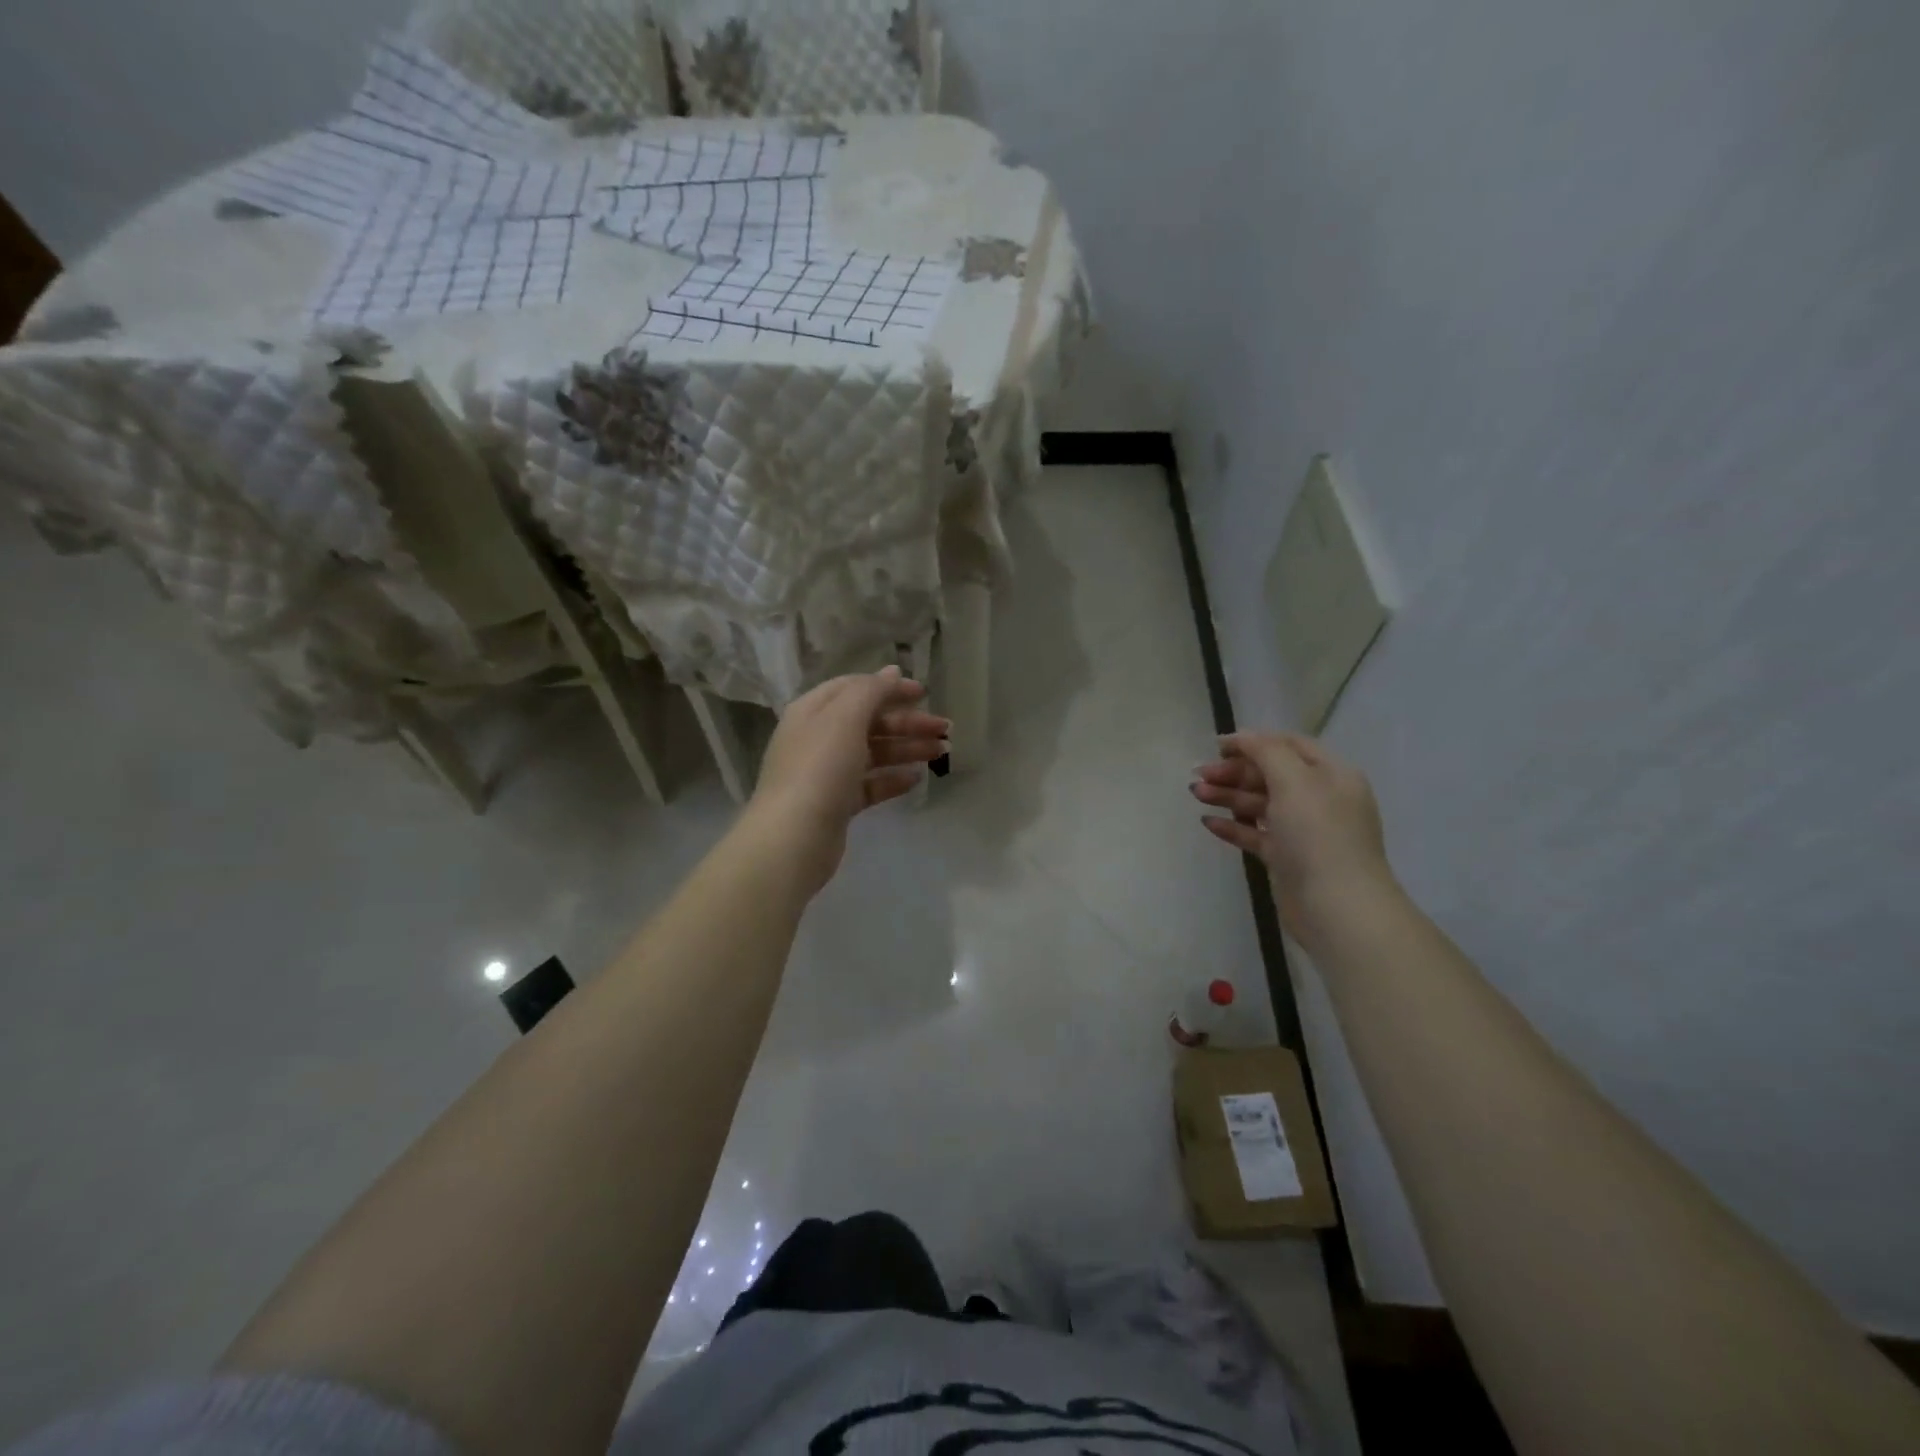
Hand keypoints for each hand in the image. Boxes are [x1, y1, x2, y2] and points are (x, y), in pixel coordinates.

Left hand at [747, 666, 949, 892]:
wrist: (794, 837)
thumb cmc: (820, 767)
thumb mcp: (845, 717)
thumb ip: (871, 691)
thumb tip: (892, 671)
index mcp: (813, 710)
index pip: (855, 688)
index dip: (889, 688)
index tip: (925, 693)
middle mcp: (817, 737)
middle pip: (869, 721)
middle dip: (907, 722)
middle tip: (945, 729)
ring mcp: (826, 772)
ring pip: (873, 753)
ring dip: (907, 748)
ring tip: (942, 752)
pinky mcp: (836, 803)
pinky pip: (869, 784)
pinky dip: (893, 778)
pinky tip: (917, 778)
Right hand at [1192, 732, 1394, 933]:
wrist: (1337, 906)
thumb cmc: (1318, 834)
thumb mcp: (1294, 780)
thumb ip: (1266, 752)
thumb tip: (1243, 737)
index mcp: (1331, 774)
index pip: (1289, 745)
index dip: (1253, 741)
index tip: (1216, 746)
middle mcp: (1320, 798)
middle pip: (1270, 774)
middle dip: (1234, 771)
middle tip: (1198, 774)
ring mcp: (1304, 830)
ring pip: (1260, 804)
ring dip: (1228, 796)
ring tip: (1196, 794)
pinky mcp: (1288, 858)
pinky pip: (1256, 833)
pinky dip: (1233, 825)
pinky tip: (1208, 823)